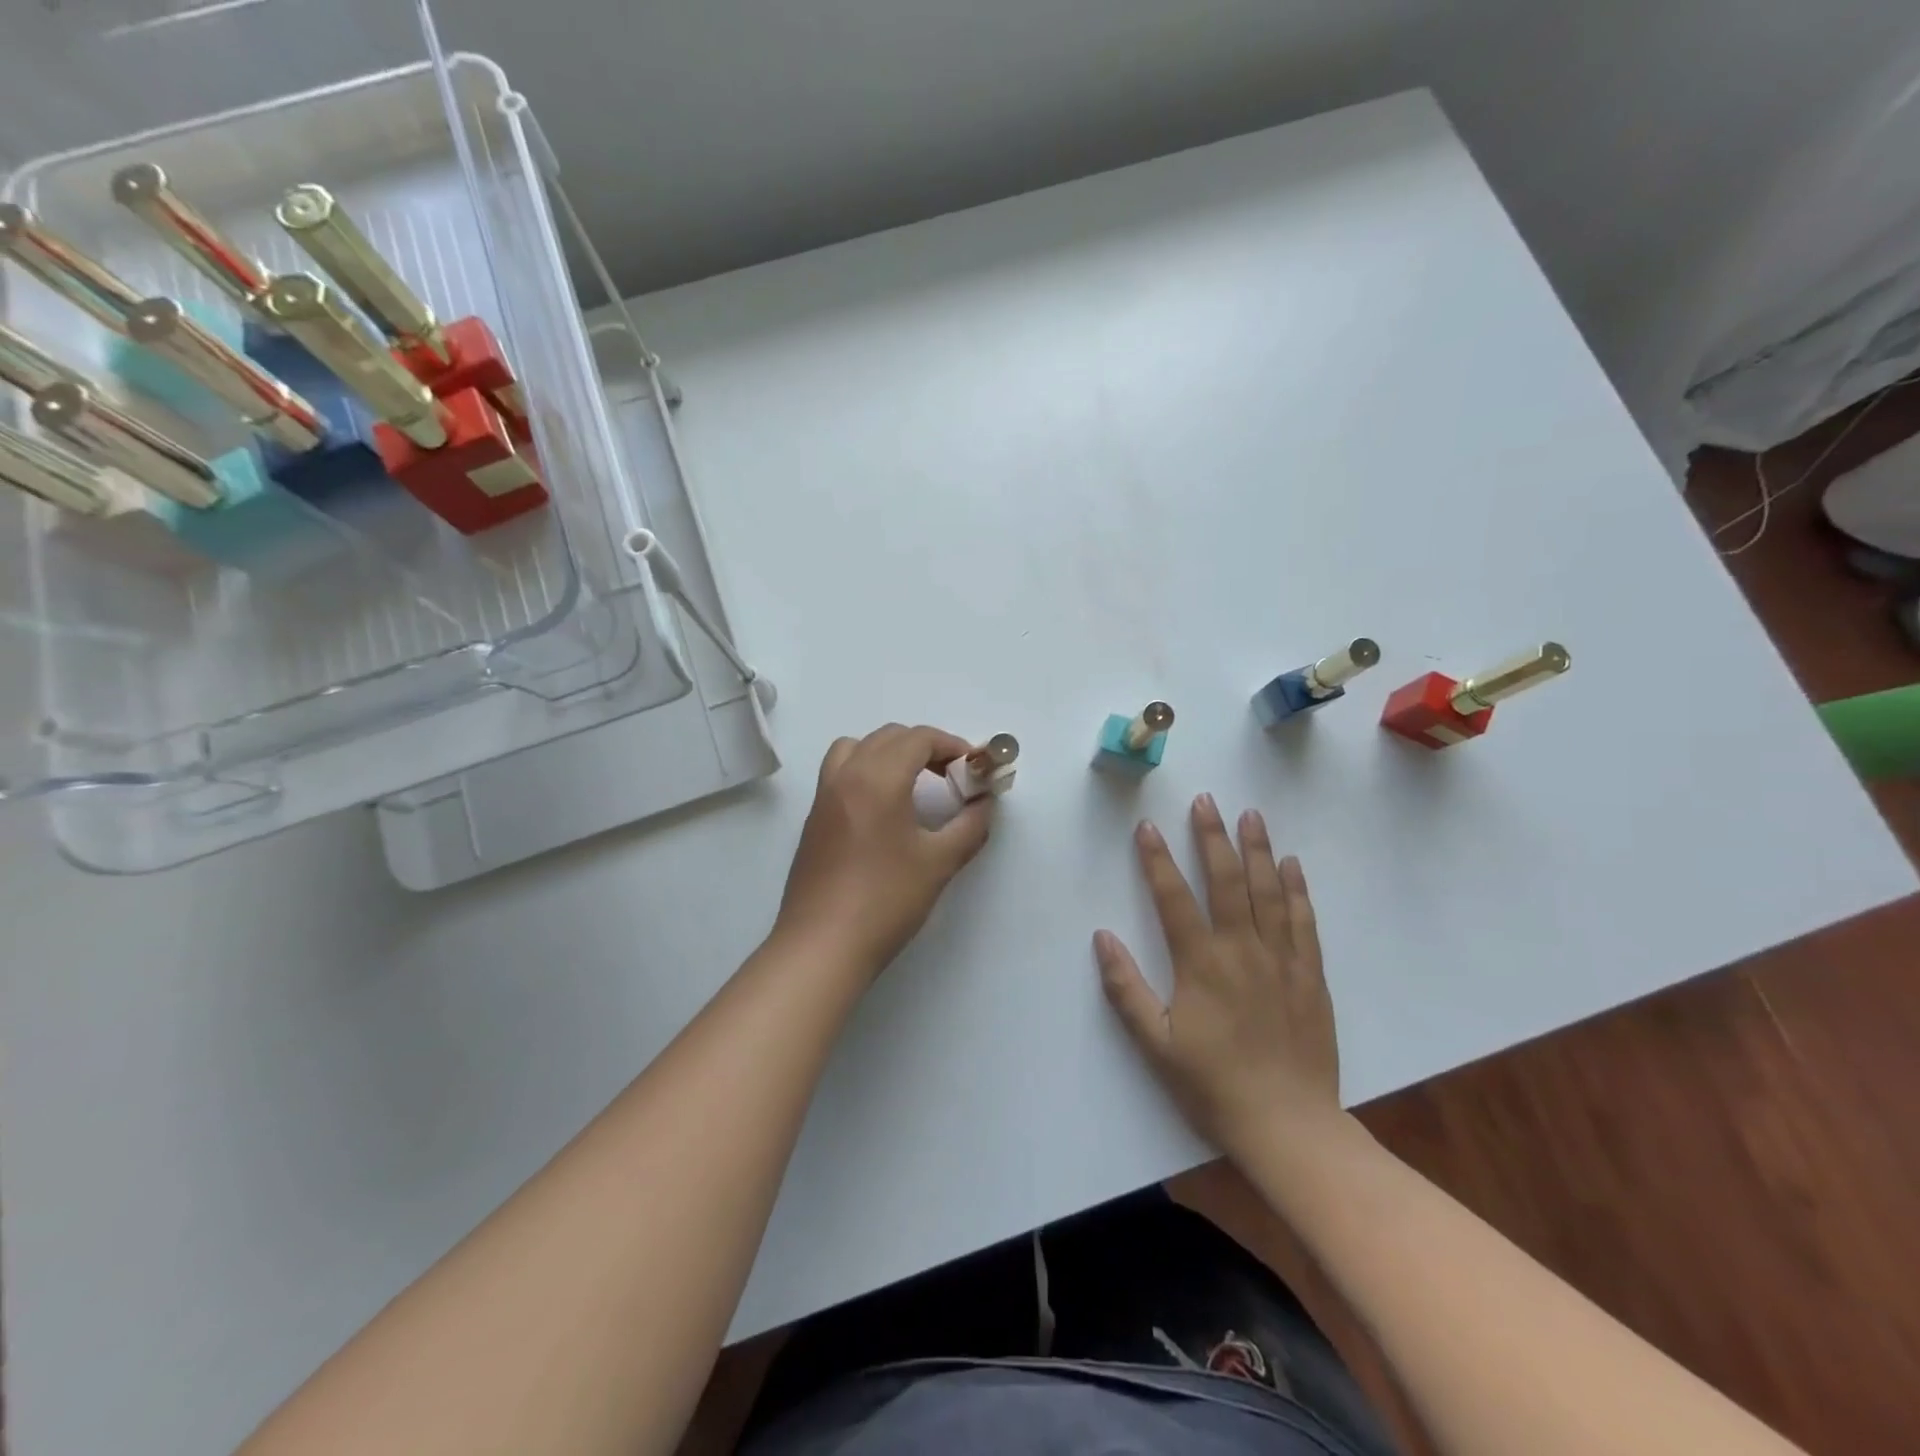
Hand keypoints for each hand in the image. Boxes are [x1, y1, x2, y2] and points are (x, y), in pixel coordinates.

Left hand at [775, 724, 994, 979]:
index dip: (951, 745)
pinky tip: (883, 810)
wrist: (823, 945)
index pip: (918, 738)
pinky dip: (865, 770)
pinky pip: (840, 772)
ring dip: (888, 752)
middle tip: (951, 777)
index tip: (973, 769)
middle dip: (924, 747)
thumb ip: (970, 826)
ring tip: (912, 784)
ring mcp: (824, 796)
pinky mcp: (813, 819)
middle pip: (888, 737)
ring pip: (856, 747)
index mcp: (877, 778)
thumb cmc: (886, 901)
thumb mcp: (939, 863)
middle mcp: (846, 776)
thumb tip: (984, 805)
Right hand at [1094, 794, 1341, 1156]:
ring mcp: (1281, 959)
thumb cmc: (1213, 1085)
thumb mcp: (1155, 1044)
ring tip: (1251, 815)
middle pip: (1226, 881)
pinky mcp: (1310, 975)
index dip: (1157, 860)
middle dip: (1212, 837)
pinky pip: (1303, 921)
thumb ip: (1125, 988)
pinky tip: (1292, 865)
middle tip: (1206, 800)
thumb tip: (1102, 936)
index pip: (1173, 898)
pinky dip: (1297, 889)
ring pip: (1268, 892)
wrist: (1289, 1126)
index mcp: (1201, 963)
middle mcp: (1242, 949)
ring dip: (1258, 850)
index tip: (1148, 826)